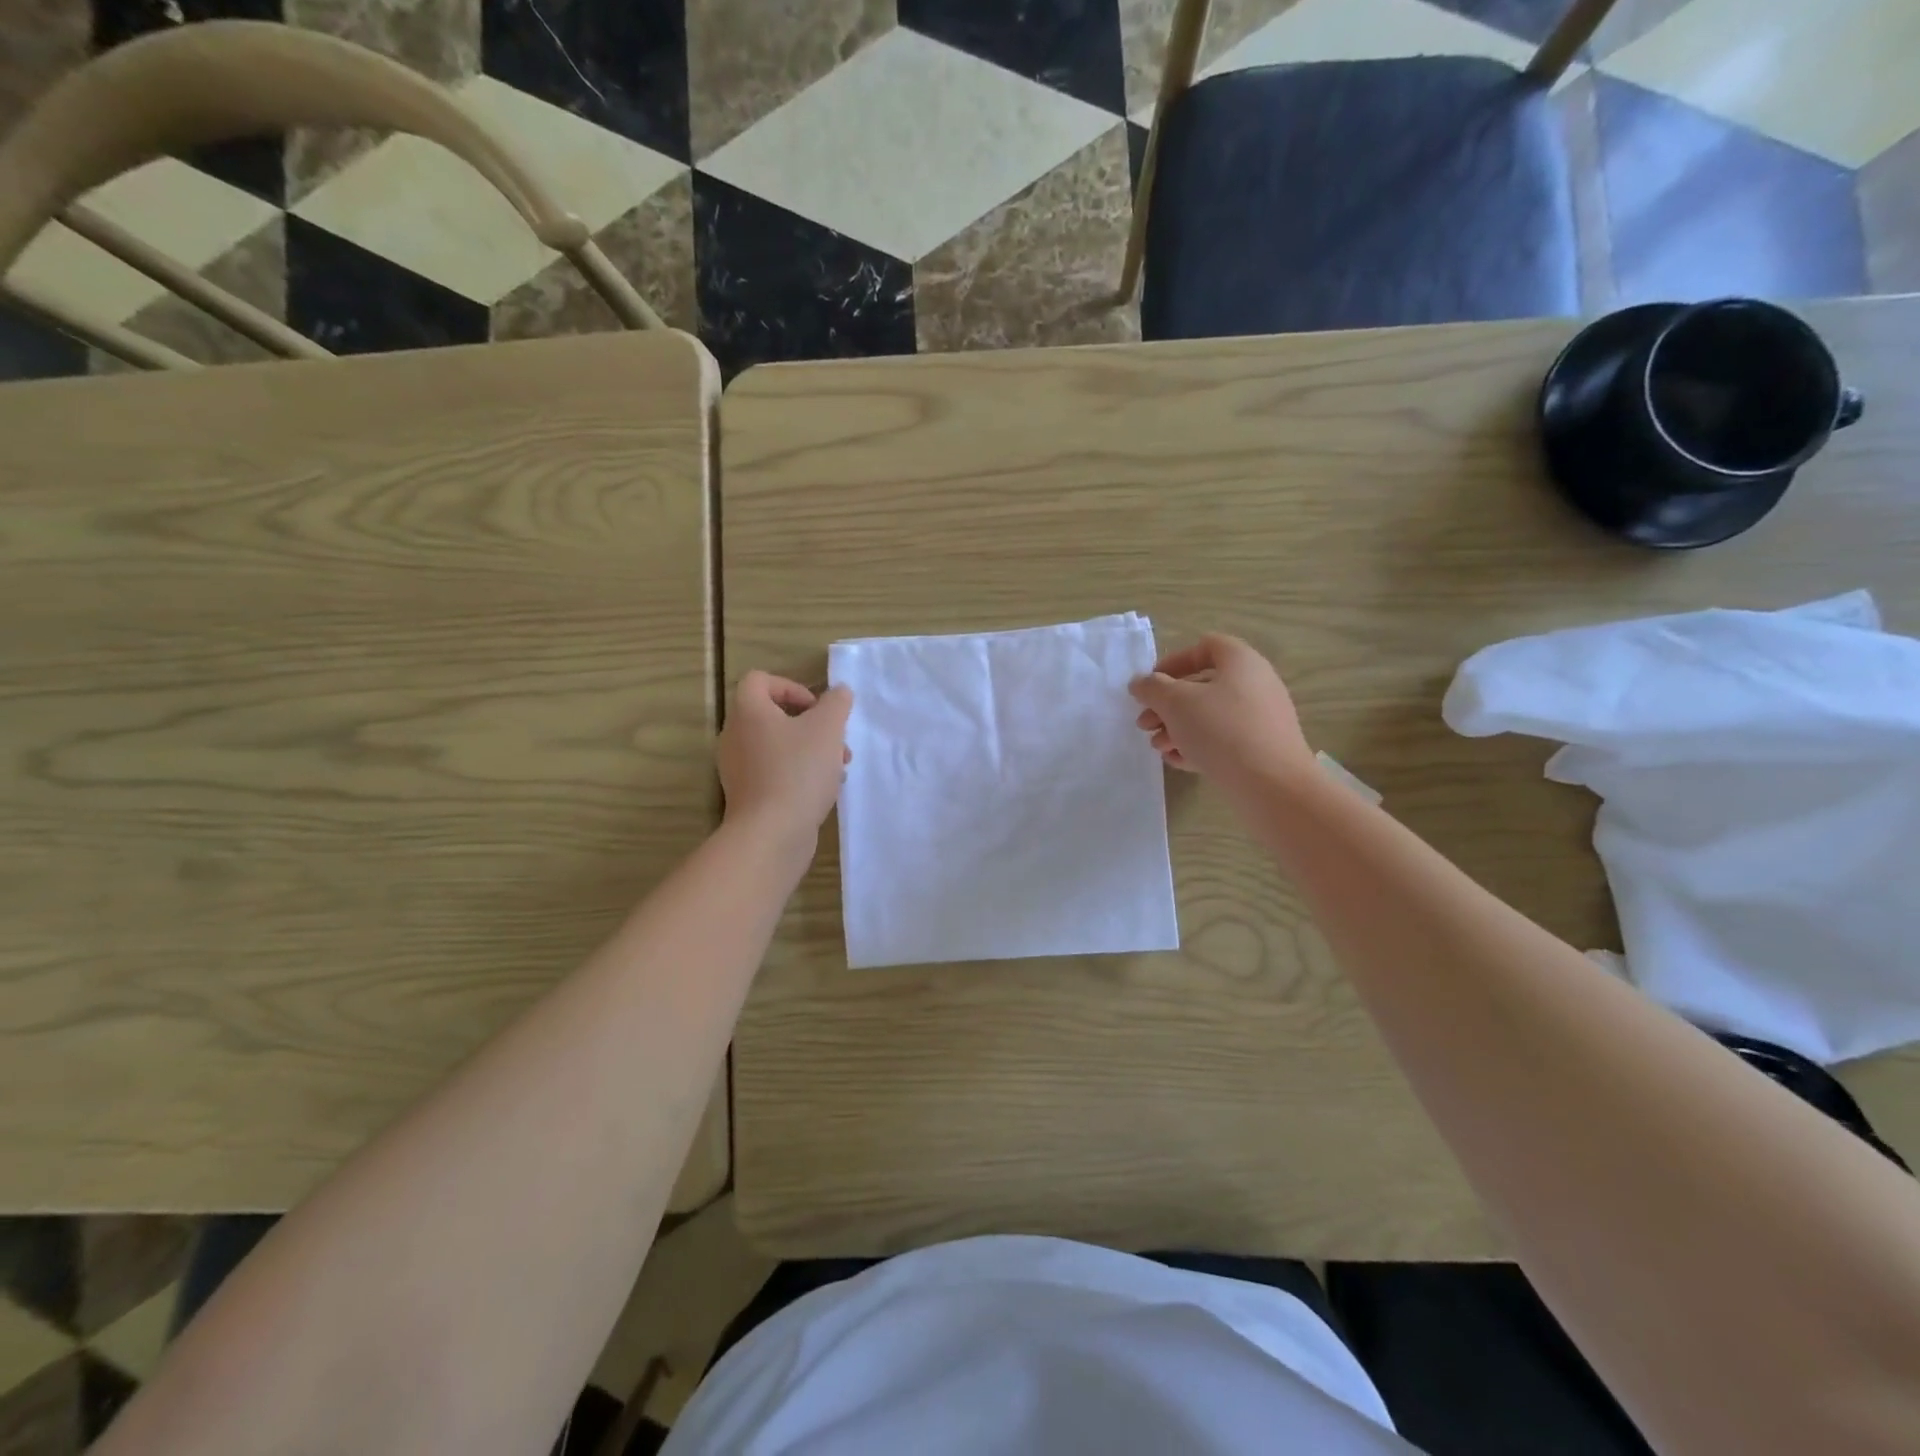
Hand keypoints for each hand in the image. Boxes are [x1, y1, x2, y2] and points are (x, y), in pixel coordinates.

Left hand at [717, 672, 852, 845]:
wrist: (771, 833)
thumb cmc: (798, 771)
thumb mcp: (828, 728)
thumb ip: (836, 703)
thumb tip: (838, 692)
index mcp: (748, 712)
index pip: (760, 680)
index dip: (792, 687)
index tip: (817, 709)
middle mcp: (735, 736)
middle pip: (773, 716)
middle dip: (811, 725)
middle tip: (836, 742)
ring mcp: (738, 768)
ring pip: (778, 747)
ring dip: (810, 751)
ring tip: (838, 769)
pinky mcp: (747, 795)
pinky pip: (774, 772)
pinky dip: (798, 774)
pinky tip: (823, 791)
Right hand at [1129, 635, 1314, 789]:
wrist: (1273, 785)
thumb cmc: (1221, 730)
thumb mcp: (1175, 703)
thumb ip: (1152, 688)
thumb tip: (1140, 683)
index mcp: (1240, 661)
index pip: (1204, 646)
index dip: (1173, 662)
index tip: (1151, 686)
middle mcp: (1256, 683)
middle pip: (1202, 685)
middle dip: (1167, 704)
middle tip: (1145, 724)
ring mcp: (1262, 717)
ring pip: (1210, 715)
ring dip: (1177, 727)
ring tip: (1159, 747)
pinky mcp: (1262, 747)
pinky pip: (1224, 739)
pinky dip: (1198, 745)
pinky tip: (1177, 761)